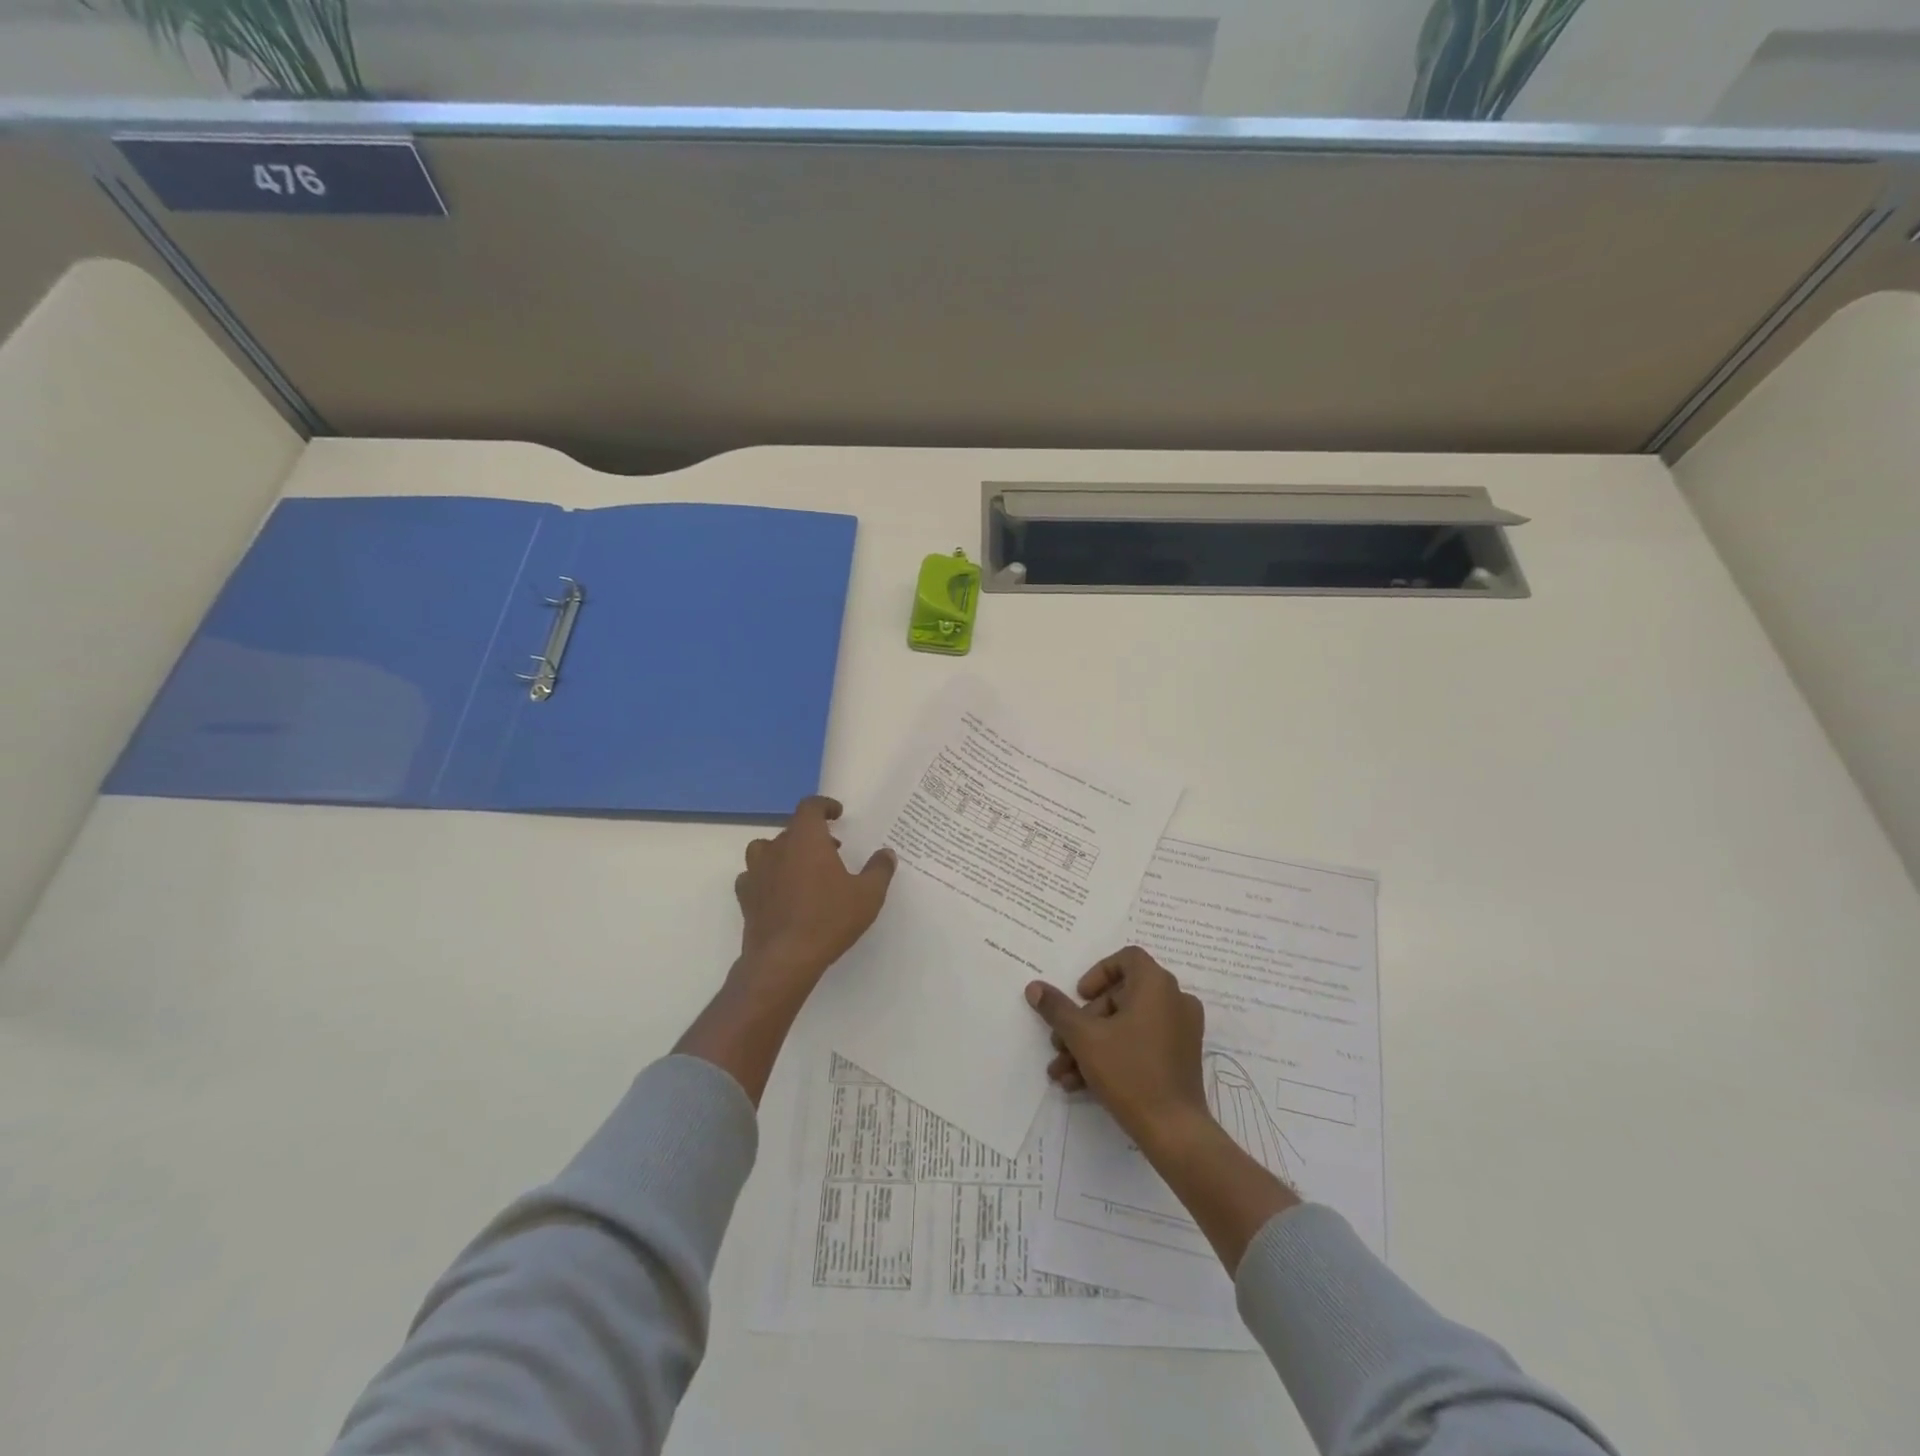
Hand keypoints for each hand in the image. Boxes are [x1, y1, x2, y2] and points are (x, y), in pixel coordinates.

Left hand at [732, 795, 895, 1001]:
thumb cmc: (829, 919)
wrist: (784, 959)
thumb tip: (886, 853)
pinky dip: (766, 877)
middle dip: (812, 834)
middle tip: (833, 849)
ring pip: (766, 849)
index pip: (810, 807)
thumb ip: (879, 870)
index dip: (824, 806)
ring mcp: (756, 872)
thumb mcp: (868, 895)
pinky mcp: (745, 897)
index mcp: (806, 839)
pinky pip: (753, 877)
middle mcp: (777, 848)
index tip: (837, 814)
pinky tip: (779, 892)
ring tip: (802, 868)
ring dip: (784, 852)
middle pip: (791, 829)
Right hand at [1028, 947, 1299, 1270]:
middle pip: (1121, 996)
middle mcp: (1175, 1000)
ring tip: (1063, 1071)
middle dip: (1085, 1021)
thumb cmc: (1130, 1071)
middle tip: (1061, 1043)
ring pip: (1127, 1025)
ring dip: (1092, 1044)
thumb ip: (1058, 1009)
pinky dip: (1113, 1056)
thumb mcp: (1084, 1038)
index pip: (1127, 959)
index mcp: (1156, 985)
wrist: (1174, 1131)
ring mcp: (1181, 1031)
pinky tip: (1081, 1084)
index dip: (1098, 973)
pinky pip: (1142, 1044)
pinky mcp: (1181, 1058)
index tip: (1079, 997)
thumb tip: (1034, 987)